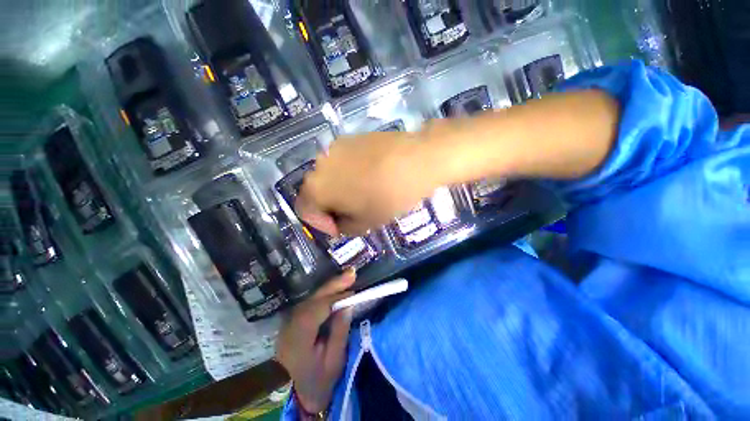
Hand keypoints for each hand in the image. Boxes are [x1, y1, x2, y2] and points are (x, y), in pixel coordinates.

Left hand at [276, 271, 355, 412]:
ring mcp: (289, 322)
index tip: (354, 290)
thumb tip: (347, 304)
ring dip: (330, 287)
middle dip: (334, 284)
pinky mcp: (293, 322)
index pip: (319, 307)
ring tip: (346, 278)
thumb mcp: (334, 360)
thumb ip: (339, 331)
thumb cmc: (317, 381)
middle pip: (314, 298)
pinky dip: (324, 295)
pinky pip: (310, 303)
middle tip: (351, 273)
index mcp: (300, 336)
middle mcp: (291, 324)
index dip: (337, 296)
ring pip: (311, 298)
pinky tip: (334, 290)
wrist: (295, 395)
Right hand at [297, 131, 435, 235]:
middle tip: (350, 213)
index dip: (319, 223)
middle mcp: (318, 164)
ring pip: (330, 175)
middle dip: (330, 206)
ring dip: (340, 188)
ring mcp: (335, 147)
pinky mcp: (351, 138)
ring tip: (362, 194)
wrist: (416, 160)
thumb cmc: (388, 197)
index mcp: (316, 188)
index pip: (304, 210)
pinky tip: (369, 176)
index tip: (338, 228)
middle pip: (316, 191)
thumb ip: (344, 226)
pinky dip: (349, 173)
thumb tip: (339, 221)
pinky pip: (342, 161)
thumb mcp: (365, 223)